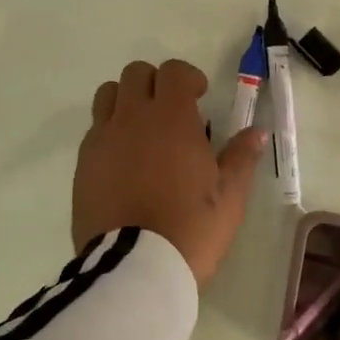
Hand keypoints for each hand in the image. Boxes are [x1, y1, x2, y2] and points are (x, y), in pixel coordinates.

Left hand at [73, 59, 267, 286]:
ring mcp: (102, 139)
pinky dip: (109, 131)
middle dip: (156, 83)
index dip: (187, 78)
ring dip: (126, 100)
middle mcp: (132, 117)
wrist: (134, 268)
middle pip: (136, 74)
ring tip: (143, 130)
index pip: (173, 71)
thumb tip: (256, 132)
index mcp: (170, 118)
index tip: (199, 97)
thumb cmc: (190, 229)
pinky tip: (124, 161)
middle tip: (172, 112)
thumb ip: (241, 157)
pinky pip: (94, 130)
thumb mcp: (229, 197)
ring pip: (108, 95)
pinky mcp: (82, 163)